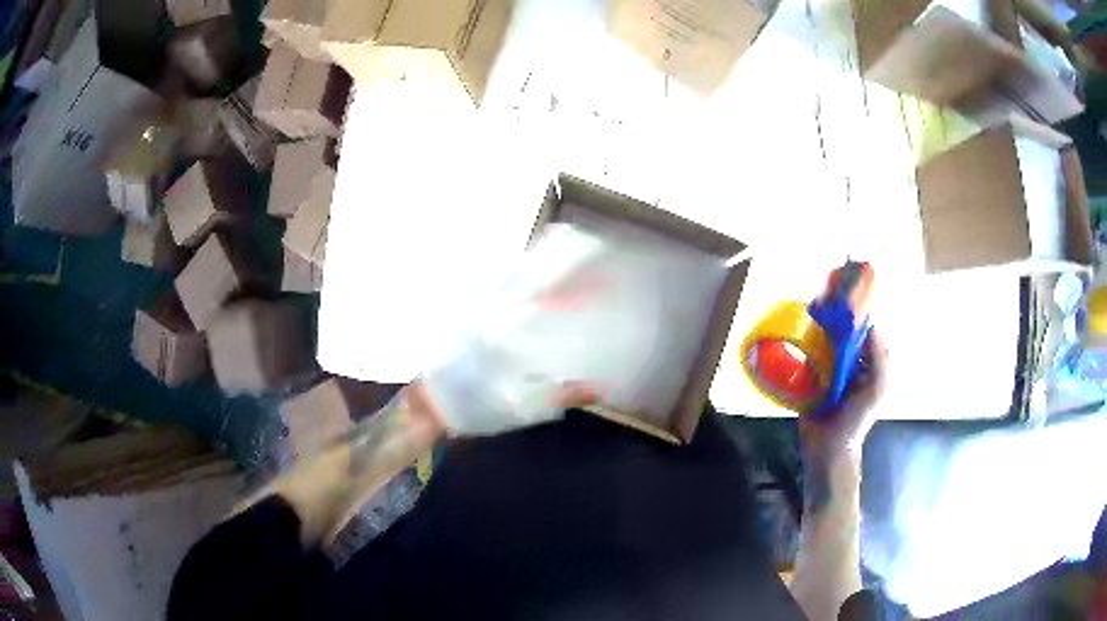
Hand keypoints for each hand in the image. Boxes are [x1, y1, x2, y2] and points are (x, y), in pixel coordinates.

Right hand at [799, 328, 887, 500]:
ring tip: (809, 322)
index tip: (848, 309)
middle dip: (836, 327)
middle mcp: (851, 369)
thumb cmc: (857, 419)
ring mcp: (830, 376)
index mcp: (869, 369)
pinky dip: (805, 352)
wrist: (828, 449)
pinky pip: (808, 362)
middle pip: (845, 341)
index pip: (867, 339)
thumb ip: (879, 358)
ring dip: (819, 338)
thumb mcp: (878, 388)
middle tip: (825, 311)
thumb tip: (871, 326)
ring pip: (826, 348)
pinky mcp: (811, 383)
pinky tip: (798, 342)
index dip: (860, 324)